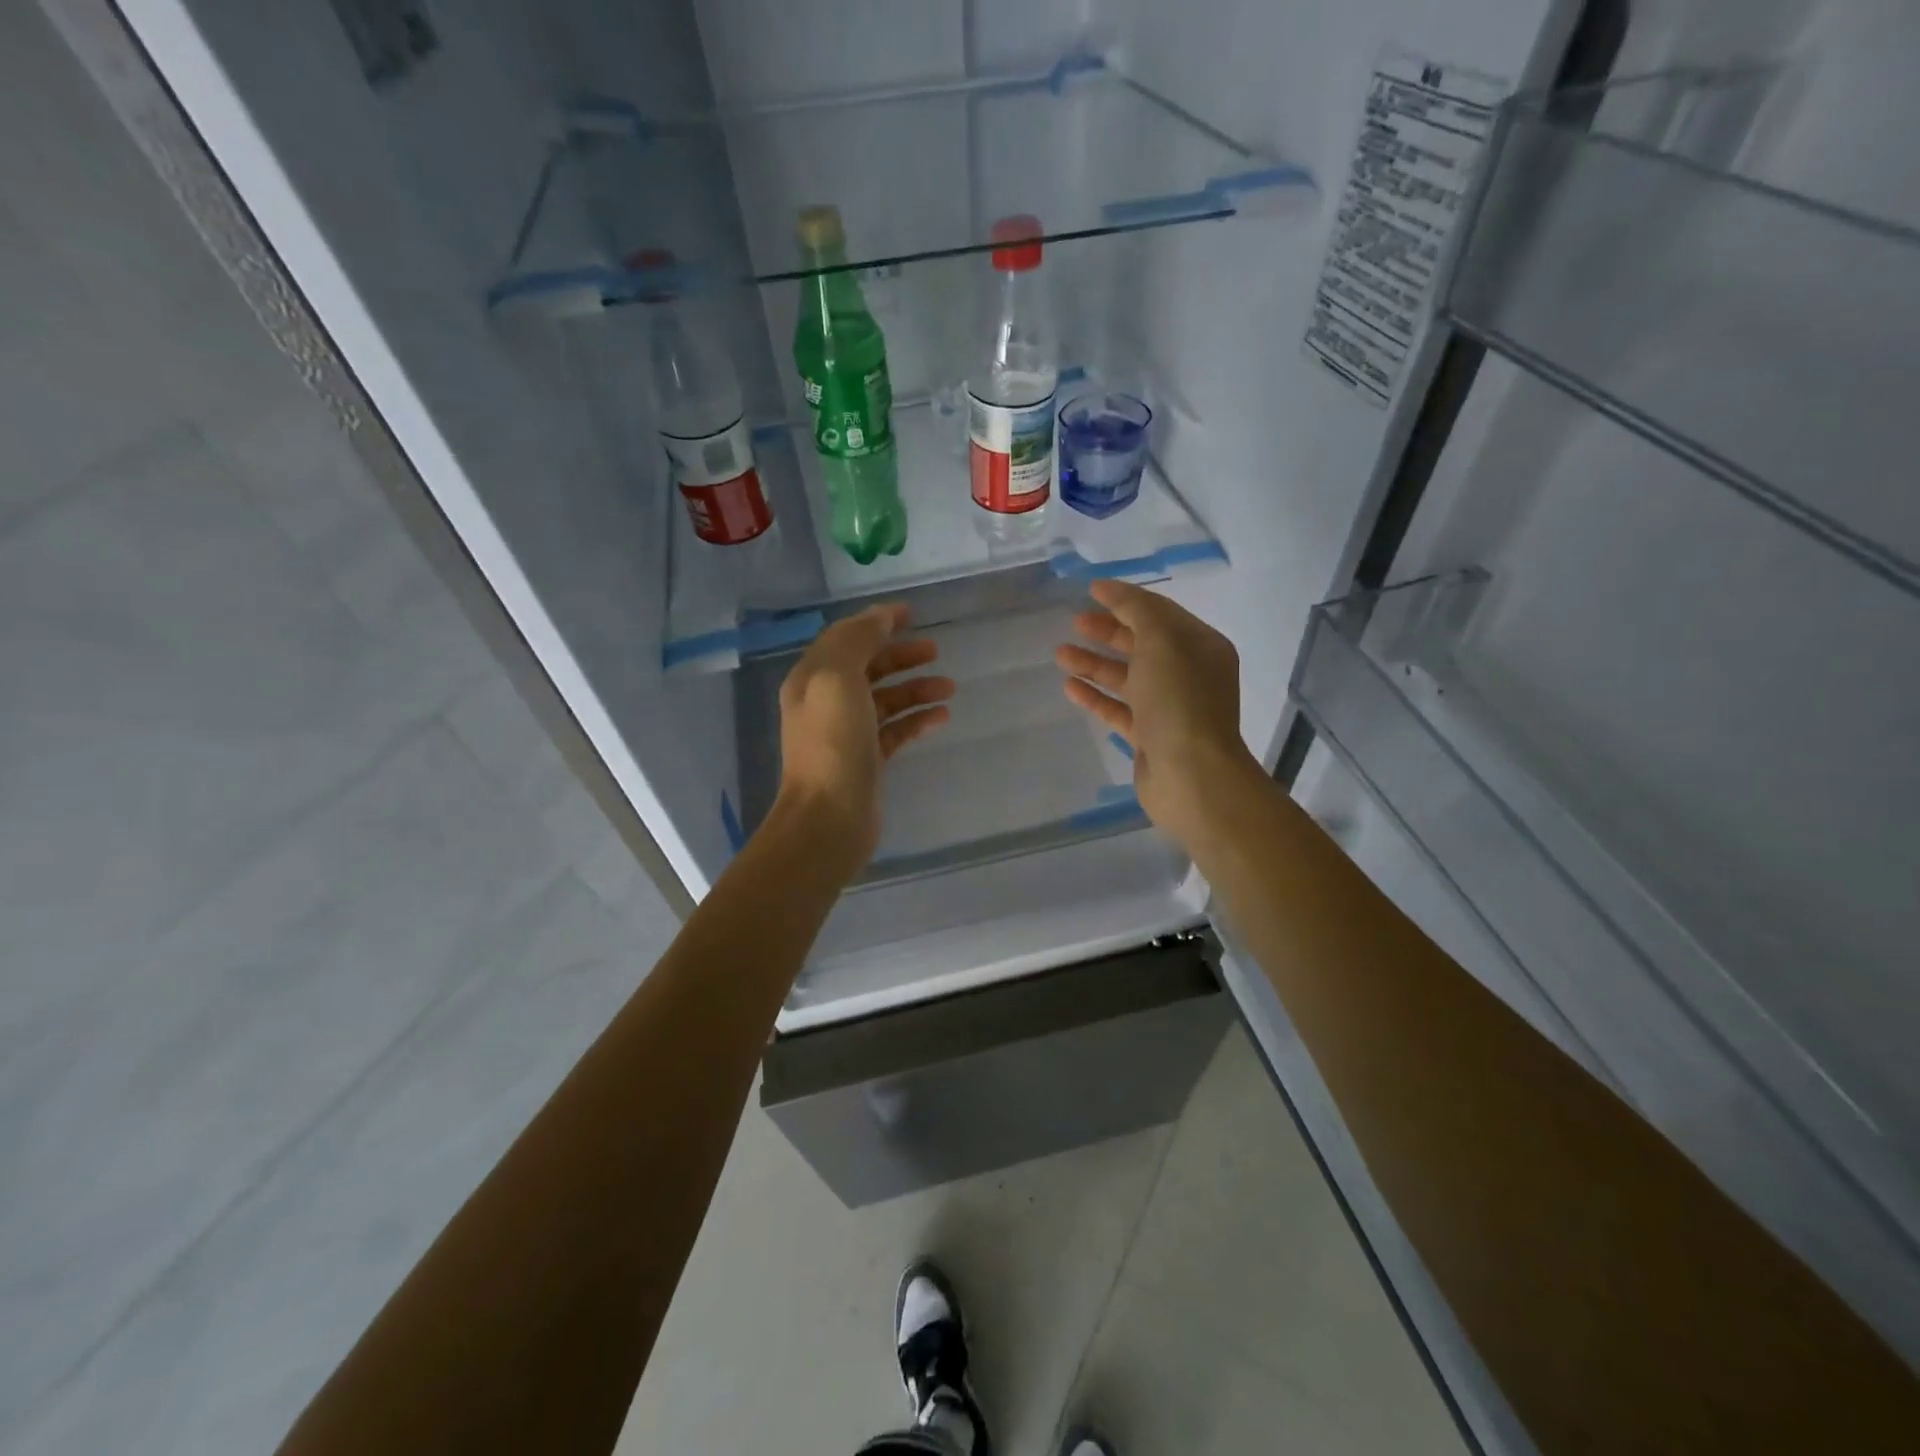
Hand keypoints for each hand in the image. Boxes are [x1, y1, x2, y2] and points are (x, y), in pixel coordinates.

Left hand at [775, 603, 954, 878]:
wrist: (829, 817)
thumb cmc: (833, 743)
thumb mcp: (838, 678)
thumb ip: (858, 640)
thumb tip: (880, 616)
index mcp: (812, 678)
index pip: (846, 638)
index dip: (877, 622)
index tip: (912, 613)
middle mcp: (826, 702)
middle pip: (867, 668)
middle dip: (901, 656)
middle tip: (936, 650)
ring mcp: (847, 734)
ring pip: (885, 700)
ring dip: (915, 688)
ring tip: (949, 688)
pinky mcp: (867, 761)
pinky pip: (895, 730)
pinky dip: (917, 719)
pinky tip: (942, 717)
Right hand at [1055, 579, 1259, 849]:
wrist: (1191, 775)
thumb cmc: (1179, 700)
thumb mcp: (1161, 641)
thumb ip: (1137, 611)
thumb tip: (1114, 592)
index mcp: (1200, 646)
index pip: (1160, 613)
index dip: (1126, 599)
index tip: (1091, 591)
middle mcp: (1188, 674)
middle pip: (1142, 644)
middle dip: (1108, 631)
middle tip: (1075, 622)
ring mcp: (1169, 708)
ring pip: (1127, 677)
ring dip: (1095, 663)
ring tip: (1060, 654)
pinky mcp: (1150, 737)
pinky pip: (1119, 709)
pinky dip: (1096, 696)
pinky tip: (1070, 687)